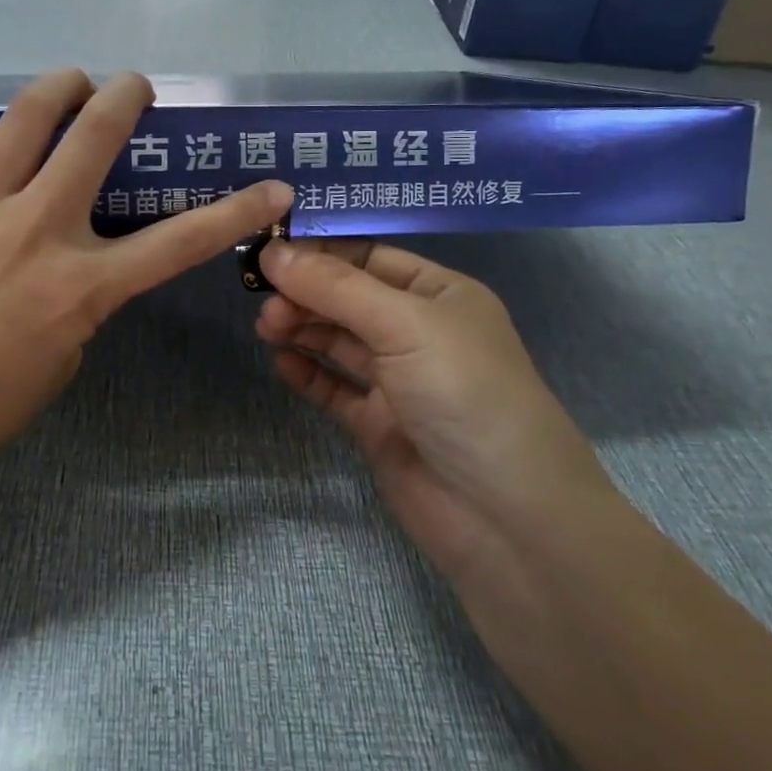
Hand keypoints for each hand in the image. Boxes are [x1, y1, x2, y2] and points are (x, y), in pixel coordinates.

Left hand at [0, 53, 293, 491]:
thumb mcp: (66, 355)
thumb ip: (82, 294)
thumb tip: (76, 254)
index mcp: (82, 284)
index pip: (181, 241)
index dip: (236, 211)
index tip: (274, 187)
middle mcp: (34, 230)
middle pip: (95, 137)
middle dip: (125, 98)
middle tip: (133, 88)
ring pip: (23, 118)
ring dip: (58, 85)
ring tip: (72, 80)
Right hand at [254, 240, 611, 587]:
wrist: (506, 518)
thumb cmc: (465, 394)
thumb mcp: (404, 324)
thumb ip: (335, 288)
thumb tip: (272, 253)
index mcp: (440, 295)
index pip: (370, 257)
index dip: (321, 252)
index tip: (268, 251)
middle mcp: (420, 332)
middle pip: (349, 299)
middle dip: (306, 294)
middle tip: (265, 303)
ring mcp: (399, 382)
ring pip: (338, 342)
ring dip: (302, 329)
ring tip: (266, 328)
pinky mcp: (379, 425)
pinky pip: (334, 388)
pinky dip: (307, 373)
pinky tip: (280, 363)